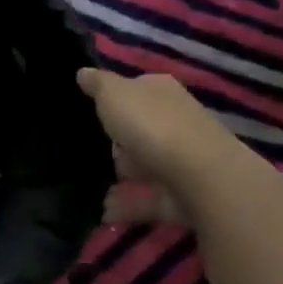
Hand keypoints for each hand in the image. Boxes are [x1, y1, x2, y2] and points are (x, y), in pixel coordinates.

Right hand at [77, 69, 246, 226]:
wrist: (199, 176)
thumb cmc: (151, 125)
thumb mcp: (113, 94)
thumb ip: (97, 84)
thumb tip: (83, 72)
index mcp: (161, 91)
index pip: (138, 90)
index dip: (116, 100)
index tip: (92, 112)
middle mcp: (177, 121)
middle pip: (142, 130)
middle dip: (119, 143)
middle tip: (91, 152)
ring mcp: (182, 159)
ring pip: (146, 166)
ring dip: (122, 178)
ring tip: (91, 188)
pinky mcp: (183, 193)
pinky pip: (148, 199)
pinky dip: (128, 205)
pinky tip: (104, 212)